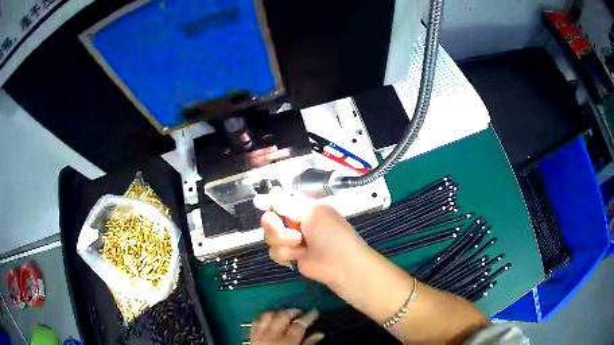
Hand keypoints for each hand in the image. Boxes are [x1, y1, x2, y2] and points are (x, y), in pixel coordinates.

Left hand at [250, 309, 322, 344]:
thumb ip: (308, 344)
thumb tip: (319, 334)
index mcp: (287, 341)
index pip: (300, 324)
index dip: (309, 316)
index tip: (314, 312)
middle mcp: (273, 335)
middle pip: (283, 316)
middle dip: (293, 311)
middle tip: (301, 312)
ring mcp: (260, 335)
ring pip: (268, 315)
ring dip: (278, 312)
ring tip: (286, 314)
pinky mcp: (252, 336)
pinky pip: (256, 321)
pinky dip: (264, 317)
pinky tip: (270, 319)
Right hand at [258, 189, 369, 286]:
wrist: (340, 263)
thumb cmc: (331, 233)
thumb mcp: (312, 213)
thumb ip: (289, 205)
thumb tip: (272, 195)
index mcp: (303, 209)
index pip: (279, 202)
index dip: (271, 204)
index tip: (264, 205)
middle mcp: (295, 223)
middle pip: (269, 220)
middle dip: (274, 226)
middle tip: (288, 230)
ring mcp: (291, 240)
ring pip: (269, 237)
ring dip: (284, 241)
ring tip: (301, 246)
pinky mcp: (289, 256)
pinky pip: (274, 252)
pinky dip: (286, 254)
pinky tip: (298, 256)